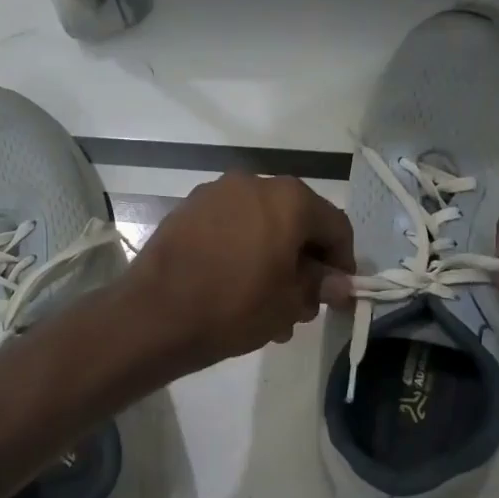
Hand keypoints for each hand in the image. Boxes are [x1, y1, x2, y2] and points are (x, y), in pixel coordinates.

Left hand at [125, 172, 355, 373]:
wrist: (155, 314)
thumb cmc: (234, 306)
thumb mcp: (289, 302)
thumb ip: (319, 286)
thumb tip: (338, 282)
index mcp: (288, 198)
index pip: (334, 225)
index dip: (343, 261)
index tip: (339, 293)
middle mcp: (253, 183)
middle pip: (296, 222)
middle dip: (304, 263)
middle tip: (301, 305)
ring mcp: (215, 193)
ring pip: (260, 226)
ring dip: (272, 261)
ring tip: (268, 307)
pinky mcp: (187, 210)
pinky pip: (230, 228)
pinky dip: (242, 252)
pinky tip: (236, 288)